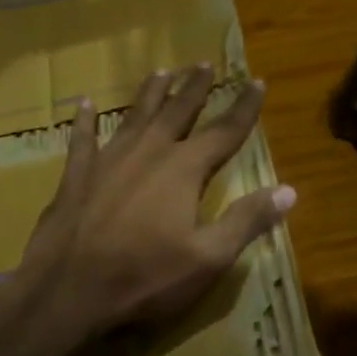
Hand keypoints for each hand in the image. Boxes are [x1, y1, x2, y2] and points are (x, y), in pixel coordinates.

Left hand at [12, 65, 296, 341]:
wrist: (67, 291)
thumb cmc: (146, 278)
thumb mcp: (209, 258)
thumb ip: (248, 220)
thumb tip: (289, 190)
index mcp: (184, 169)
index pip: (224, 131)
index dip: (244, 107)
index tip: (257, 82)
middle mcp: (149, 153)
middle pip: (178, 112)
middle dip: (195, 88)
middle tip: (205, 64)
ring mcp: (109, 160)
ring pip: (135, 116)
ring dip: (150, 93)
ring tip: (161, 71)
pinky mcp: (76, 176)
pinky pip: (82, 140)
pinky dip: (85, 121)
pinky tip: (84, 104)